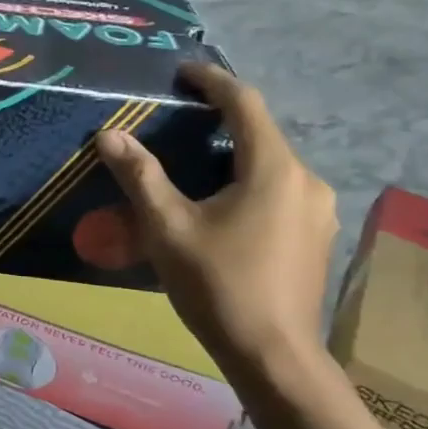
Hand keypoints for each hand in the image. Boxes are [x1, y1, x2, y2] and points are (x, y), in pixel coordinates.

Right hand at [96, 65, 336, 366]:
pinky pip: (279, 191)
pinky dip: (248, 183)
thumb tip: (109, 135)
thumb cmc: (218, 286)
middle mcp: (306, 180)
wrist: (273, 356)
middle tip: (178, 122)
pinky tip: (221, 208)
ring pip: (271, 165)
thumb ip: (140, 176)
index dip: (212, 81)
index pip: (245, 104)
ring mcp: (317, 210)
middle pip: (261, 134)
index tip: (182, 72)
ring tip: (193, 167)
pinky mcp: (316, 236)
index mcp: (274, 169)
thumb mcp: (168, 228)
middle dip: (220, 121)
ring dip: (234, 156)